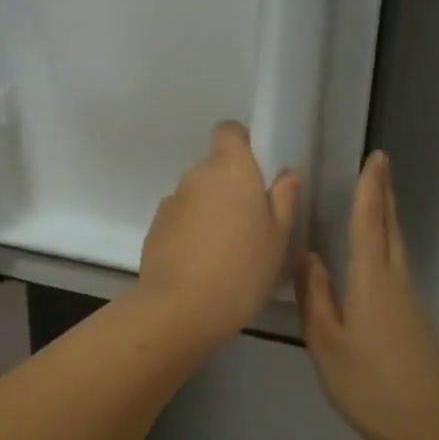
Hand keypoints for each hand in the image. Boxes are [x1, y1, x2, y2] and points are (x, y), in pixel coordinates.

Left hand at [138, 121, 300, 340]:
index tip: (256, 171)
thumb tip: (284, 174)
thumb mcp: (278, 238)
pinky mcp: (154, 227)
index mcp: (230, 169)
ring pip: (197, 196)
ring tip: (225, 250)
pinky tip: (201, 264)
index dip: (241, 143)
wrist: (180, 308)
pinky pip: (180, 219)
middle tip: (250, 223)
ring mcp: (171, 201)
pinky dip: (191, 231)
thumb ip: (284, 199)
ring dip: (209, 211)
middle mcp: (196, 176)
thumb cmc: (242, 270)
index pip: (228, 130)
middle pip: (214, 168)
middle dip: (230, 187)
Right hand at [297, 151, 438, 439]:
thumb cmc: (369, 384)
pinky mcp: (413, 319)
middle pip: (390, 229)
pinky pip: (396, 267)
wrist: (426, 428)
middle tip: (379, 166)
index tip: (375, 158)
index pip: (370, 224)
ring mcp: (409, 301)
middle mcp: (396, 282)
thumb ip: (316, 296)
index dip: (371, 190)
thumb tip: (308, 256)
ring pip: (395, 248)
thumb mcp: (327, 342)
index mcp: (372, 281)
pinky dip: (384, 246)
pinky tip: (371, 255)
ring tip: (372, 199)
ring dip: (385, 219)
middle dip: (384, 195)